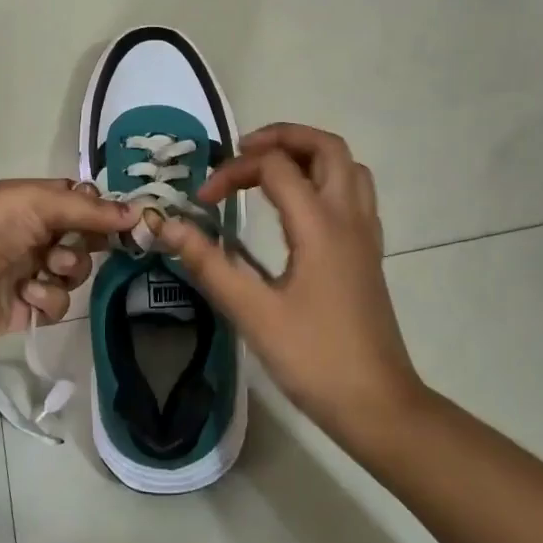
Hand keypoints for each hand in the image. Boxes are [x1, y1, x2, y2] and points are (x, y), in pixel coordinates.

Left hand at [0, 179, 136, 356]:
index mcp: (31, 202)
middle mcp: (33, 234)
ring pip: (75, 271)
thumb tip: (137, 211)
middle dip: (88, 242)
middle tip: (88, 244)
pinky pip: (58, 303)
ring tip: (47, 269)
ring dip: (68, 269)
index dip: (102, 210)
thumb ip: (86, 208)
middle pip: (83, 237)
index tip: (128, 219)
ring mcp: (31, 272)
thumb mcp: (34, 202)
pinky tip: (28, 295)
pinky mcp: (27, 308)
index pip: (79, 201)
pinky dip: (49, 298)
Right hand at [155, 124, 426, 443]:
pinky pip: (354, 193)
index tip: (202, 201)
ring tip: (269, 172)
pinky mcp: (369, 253)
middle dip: (282, 137)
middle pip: (326, 147)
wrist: (377, 404)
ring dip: (308, 155)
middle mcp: (349, 217)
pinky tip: (298, 208)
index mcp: (320, 225)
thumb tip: (165, 224)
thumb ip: (208, 263)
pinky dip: (325, 180)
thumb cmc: (314, 359)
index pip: (274, 167)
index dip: (232, 172)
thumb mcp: (252, 313)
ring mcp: (365, 234)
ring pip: (347, 166)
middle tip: (242, 153)